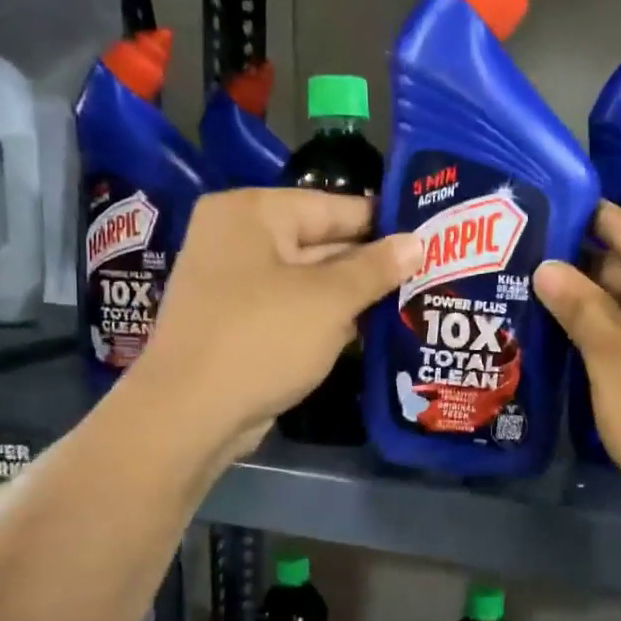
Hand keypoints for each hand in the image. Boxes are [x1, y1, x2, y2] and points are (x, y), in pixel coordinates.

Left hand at [123, 188, 419, 464]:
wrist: (189, 414)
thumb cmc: (262, 338)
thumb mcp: (330, 299)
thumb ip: (376, 267)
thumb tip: (417, 242)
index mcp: (253, 213)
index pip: (333, 206)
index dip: (383, 223)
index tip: (430, 234)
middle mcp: (238, 239)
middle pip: (321, 242)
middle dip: (371, 263)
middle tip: (429, 271)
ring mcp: (235, 284)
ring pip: (309, 280)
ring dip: (354, 294)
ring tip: (413, 298)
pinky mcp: (239, 324)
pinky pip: (294, 309)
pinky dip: (327, 318)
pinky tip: (372, 329)